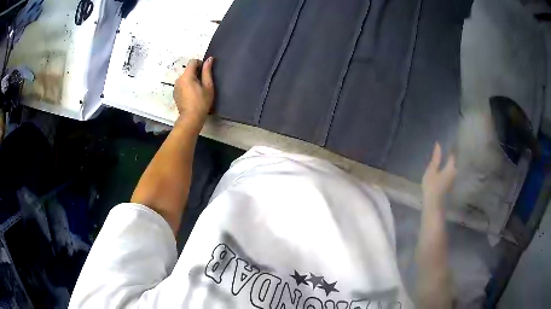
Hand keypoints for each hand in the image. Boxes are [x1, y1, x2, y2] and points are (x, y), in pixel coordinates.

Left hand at [173, 57, 214, 125]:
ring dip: (191, 80)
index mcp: (187, 76)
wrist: (191, 118)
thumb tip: (209, 59)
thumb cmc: (202, 102)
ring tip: (198, 90)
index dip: (200, 64)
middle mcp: (179, 79)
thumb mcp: (208, 86)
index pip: (192, 61)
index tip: (205, 72)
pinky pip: (182, 84)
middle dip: (196, 73)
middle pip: (188, 70)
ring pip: (185, 77)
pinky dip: (187, 86)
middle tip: (203, 83)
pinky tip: (192, 95)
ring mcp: (176, 86)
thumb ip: (207, 71)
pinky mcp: (175, 93)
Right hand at [422, 143, 455, 202]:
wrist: (433, 204)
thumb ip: (436, 157)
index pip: (453, 154)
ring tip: (444, 156)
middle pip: (454, 161)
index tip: (447, 142)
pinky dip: (447, 168)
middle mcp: (455, 172)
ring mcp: (453, 179)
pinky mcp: (450, 185)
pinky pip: (450, 173)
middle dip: (451, 155)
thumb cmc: (432, 185)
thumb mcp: (432, 170)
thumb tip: (438, 144)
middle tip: (446, 148)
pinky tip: (443, 168)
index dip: (450, 147)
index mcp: (451, 167)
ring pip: (453, 167)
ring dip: (449, 162)